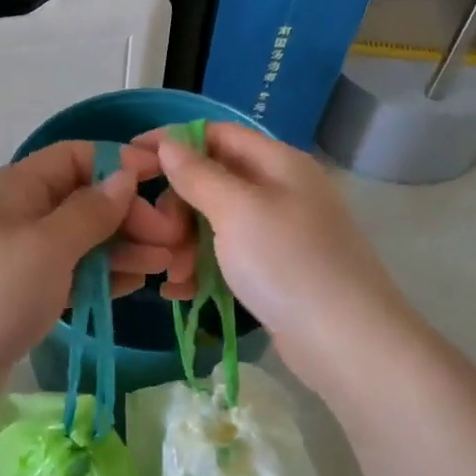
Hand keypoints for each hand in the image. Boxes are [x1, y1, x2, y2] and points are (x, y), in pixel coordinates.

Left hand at [0, 141, 189, 401]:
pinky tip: (135, 285)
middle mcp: (19, 216)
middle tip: (170, 241)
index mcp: (15, 190)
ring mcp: (22, 257)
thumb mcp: (48, 245)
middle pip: (83, 200)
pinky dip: (102, 275)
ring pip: (81, 240)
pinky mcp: (26, 293)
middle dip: (128, 214)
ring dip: (123, 247)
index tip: (162, 180)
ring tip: (165, 265)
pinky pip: (72, 273)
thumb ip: (91, 210)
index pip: (74, 157)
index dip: (118, 163)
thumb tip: (124, 175)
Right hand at [142, 123, 412, 393]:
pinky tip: (179, 290)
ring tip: (169, 274)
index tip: (131, 159)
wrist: (345, 341)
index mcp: (278, 163)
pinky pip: (227, 258)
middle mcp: (280, 191)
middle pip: (214, 181)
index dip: (173, 142)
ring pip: (216, 223)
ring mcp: (279, 234)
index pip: (217, 135)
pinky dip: (201, 268)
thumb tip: (169, 142)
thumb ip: (198, 174)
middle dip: (177, 205)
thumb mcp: (237, 210)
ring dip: (185, 243)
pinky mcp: (274, 272)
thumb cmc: (287, 262)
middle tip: (156, 233)